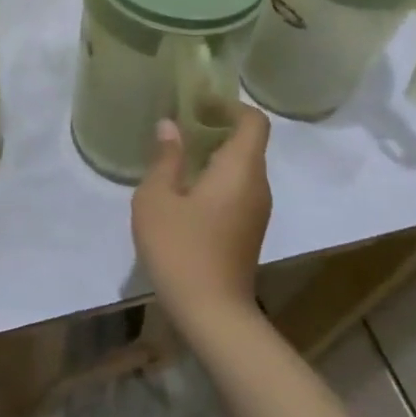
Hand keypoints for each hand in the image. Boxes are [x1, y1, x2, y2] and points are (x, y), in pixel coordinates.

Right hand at [131, 106, 272, 333]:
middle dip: (217, 127)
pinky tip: (185, 189)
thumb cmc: (180, 248)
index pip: (254, 121)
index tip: (197, 103)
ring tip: (177, 155)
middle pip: (249, 143)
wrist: (212, 313)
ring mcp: (257, 211)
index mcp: (240, 169)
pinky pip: (238, 189)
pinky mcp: (249, 231)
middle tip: (180, 124)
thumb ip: (165, 158)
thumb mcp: (157, 198)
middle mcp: (257, 185)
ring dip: (215, 154)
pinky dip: (217, 178)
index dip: (229, 105)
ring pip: (242, 168)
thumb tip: (170, 126)